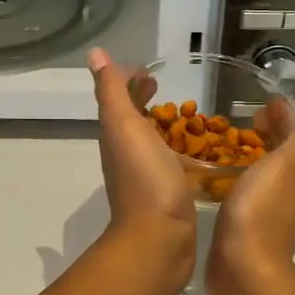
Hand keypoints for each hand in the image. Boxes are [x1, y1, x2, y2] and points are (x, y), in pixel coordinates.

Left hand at [89, 49, 196, 293]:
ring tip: (185, 115)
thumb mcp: (124, 126)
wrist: (159, 239)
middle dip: (144, 100)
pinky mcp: (169, 194)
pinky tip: (200, 153)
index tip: (150, 70)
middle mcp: (127, 154)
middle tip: (163, 86)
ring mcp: (148, 175)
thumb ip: (112, 91)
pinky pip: (172, 163)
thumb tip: (95, 54)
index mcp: (117, 135)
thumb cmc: (144, 178)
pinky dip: (180, 151)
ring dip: (162, 125)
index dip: (129, 81)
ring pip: (151, 141)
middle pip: (133, 119)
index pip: (119, 99)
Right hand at [206, 107, 294, 294]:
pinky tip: (229, 177)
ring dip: (260, 155)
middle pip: (289, 156)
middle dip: (274, 134)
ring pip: (273, 175)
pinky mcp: (252, 228)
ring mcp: (275, 213)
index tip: (266, 103)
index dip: (288, 118)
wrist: (242, 268)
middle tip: (249, 120)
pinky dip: (247, 177)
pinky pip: (255, 193)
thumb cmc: (261, 209)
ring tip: (237, 143)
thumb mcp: (285, 165)